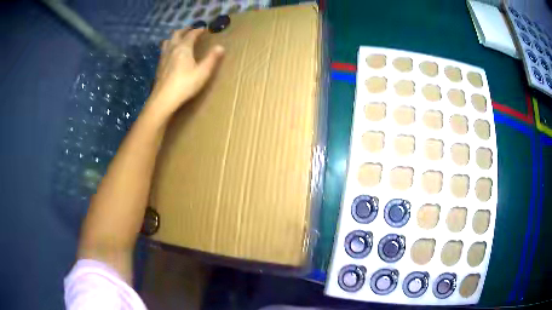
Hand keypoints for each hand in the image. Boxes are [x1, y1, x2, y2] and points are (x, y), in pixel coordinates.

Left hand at [147, 27, 223, 117]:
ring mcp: (163, 57)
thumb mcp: (202, 72)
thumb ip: (212, 58)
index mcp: (184, 48)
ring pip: (167, 41)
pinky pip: (163, 50)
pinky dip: (168, 46)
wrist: (163, 99)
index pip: (191, 34)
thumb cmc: (184, 85)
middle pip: (176, 34)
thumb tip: (220, 47)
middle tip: (191, 29)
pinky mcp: (159, 66)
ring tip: (179, 38)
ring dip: (174, 37)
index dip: (198, 30)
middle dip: (185, 30)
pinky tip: (170, 53)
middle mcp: (172, 49)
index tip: (204, 28)